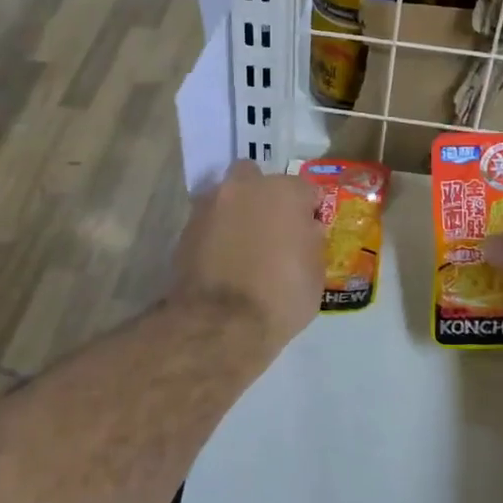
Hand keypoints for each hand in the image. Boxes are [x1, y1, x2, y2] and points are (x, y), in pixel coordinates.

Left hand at [171, 161, 324, 353]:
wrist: (220, 323)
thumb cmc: (281, 296)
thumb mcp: (315, 273)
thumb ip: (310, 241)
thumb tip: (303, 231)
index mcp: (284, 192)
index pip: (305, 190)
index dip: (309, 211)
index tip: (309, 232)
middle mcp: (246, 187)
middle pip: (258, 179)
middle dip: (264, 196)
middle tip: (271, 228)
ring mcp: (211, 205)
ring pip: (228, 197)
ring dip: (237, 212)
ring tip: (243, 245)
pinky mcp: (186, 228)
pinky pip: (209, 221)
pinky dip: (216, 233)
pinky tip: (223, 258)